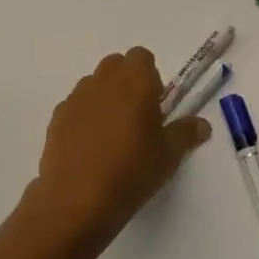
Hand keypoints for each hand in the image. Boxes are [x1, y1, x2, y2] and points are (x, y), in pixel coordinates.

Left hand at [31, 48, 211, 247]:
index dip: (150, 76)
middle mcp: (104, 81)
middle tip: (136, 117)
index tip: (155, 104)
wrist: (77, 202)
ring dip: (104, 98)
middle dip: (126, 82)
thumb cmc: (131, 172)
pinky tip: (89, 148)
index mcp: (135, 81)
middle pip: (116, 65)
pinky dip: (84, 117)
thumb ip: (186, 133)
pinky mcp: (56, 119)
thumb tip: (202, 125)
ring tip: (111, 135)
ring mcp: (76, 99)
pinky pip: (75, 106)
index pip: (142, 56)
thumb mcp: (169, 156)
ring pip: (93, 84)